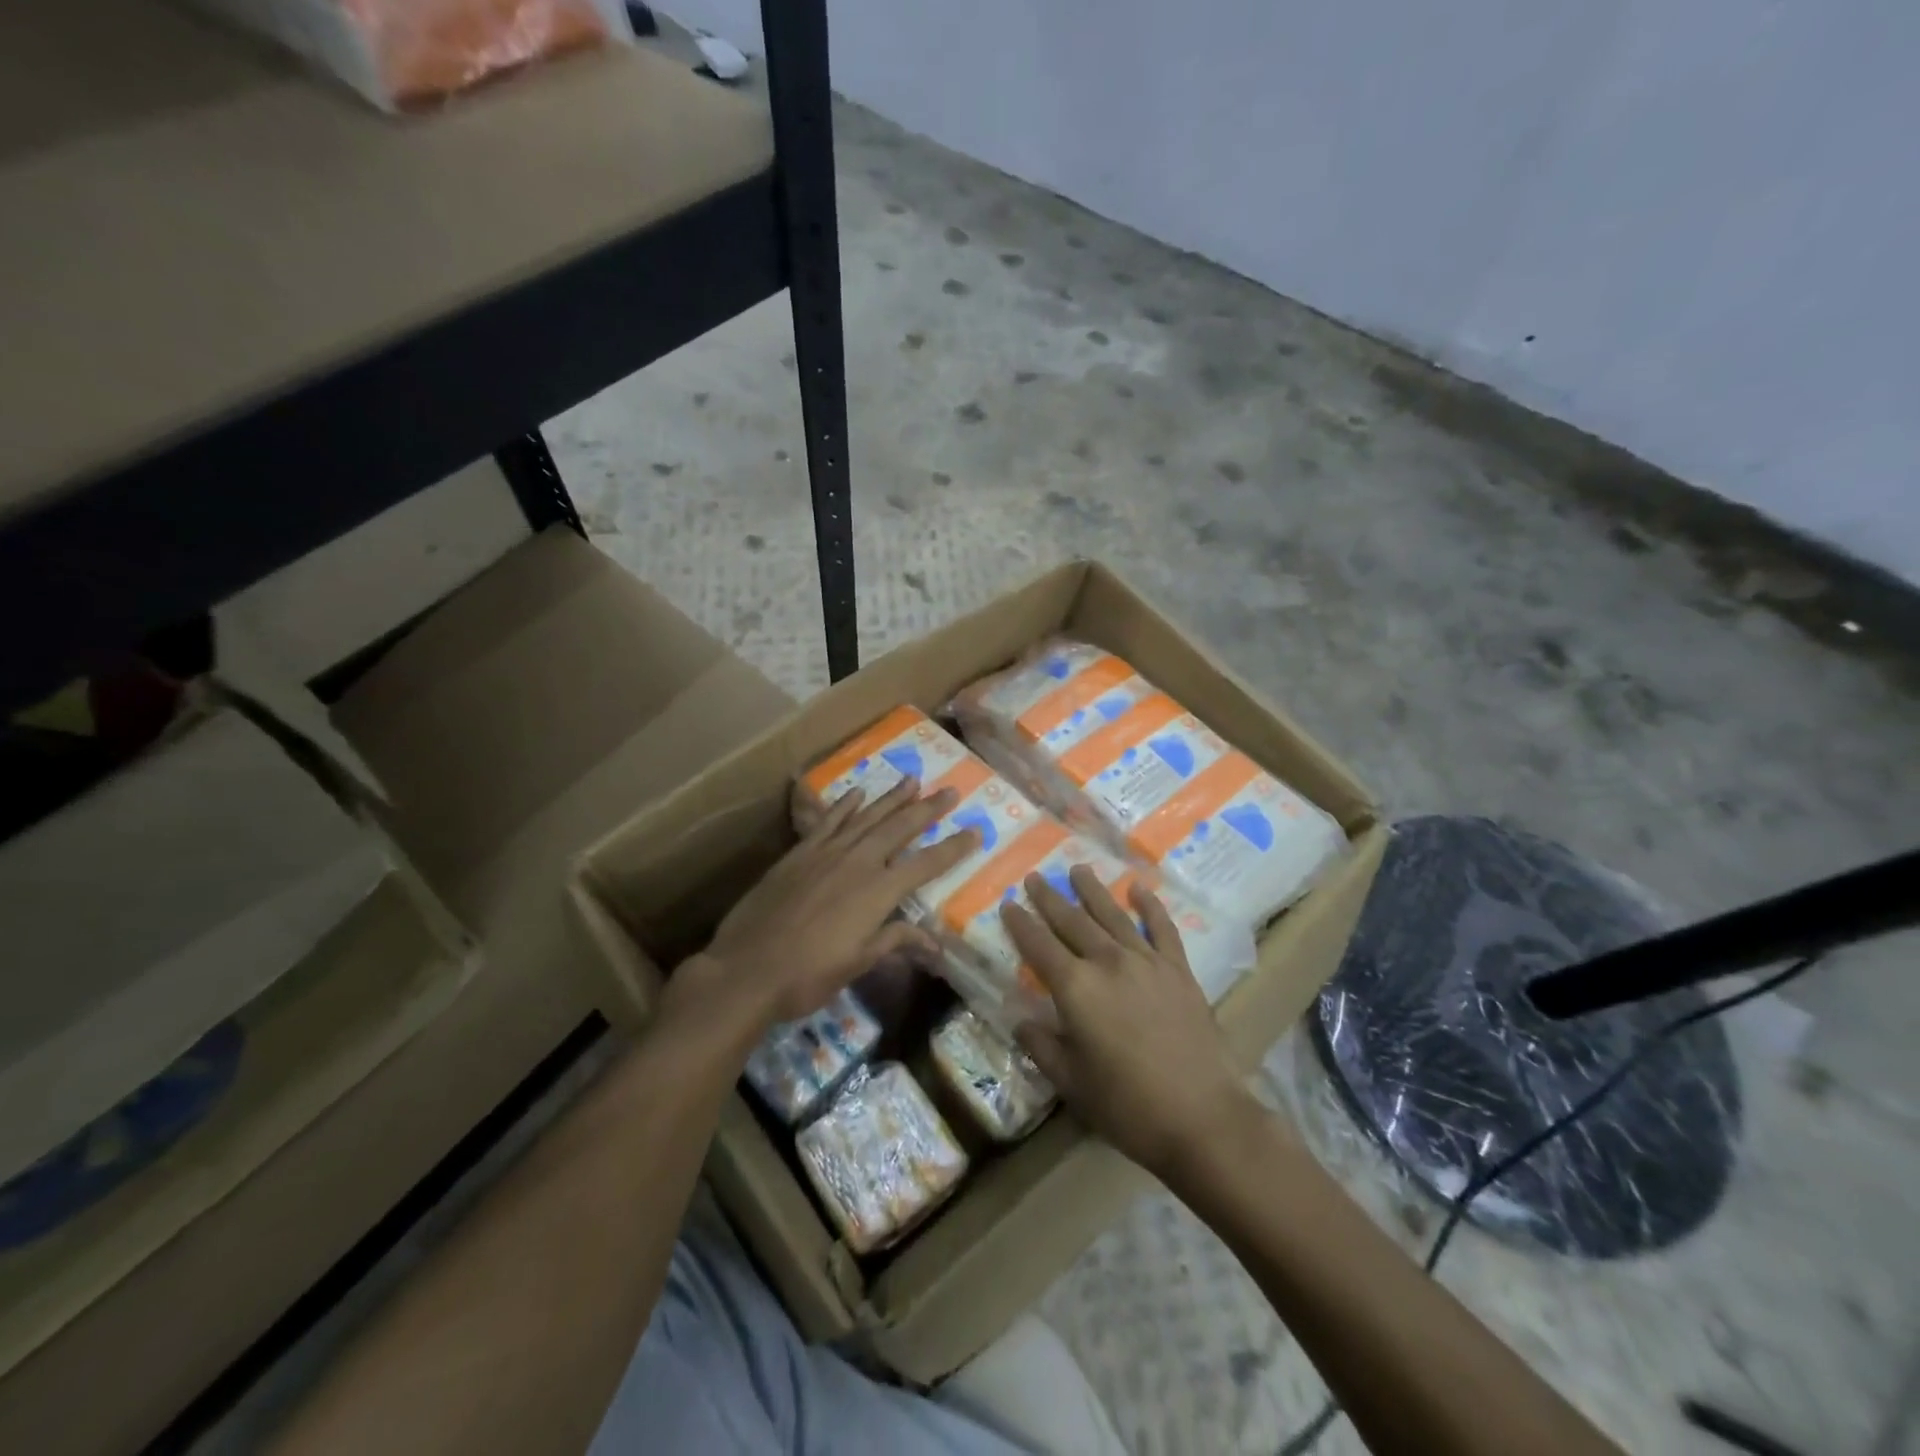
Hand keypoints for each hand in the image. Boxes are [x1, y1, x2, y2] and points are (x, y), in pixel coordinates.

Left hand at [677, 776, 979, 1032]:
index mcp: (878, 892)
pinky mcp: (799, 853)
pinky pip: (827, 821)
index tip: (976, 831)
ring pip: (867, 817)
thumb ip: (895, 941)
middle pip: (900, 829)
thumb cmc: (808, 976)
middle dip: (927, 809)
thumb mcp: (858, 964)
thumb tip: (935, 943)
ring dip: (891, 798)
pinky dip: (845, 806)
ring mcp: (826, 853)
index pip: (926, 864)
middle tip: (949, 790)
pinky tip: (857, 793)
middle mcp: (858, 863)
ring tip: (912, 780)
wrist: (746, 970)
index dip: (954, 848)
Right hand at [1003, 865, 1255, 1179]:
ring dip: (1093, 890)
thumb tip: (1021, 1023)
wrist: (1202, 1117)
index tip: (1008, 903)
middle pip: (1072, 921)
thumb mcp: (1071, 1083)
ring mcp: (1147, 962)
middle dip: (1050, 898)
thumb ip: (1042, 1047)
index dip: (1021, 924)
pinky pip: (1162, 928)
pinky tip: (1140, 888)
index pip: (1039, 945)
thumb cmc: (1127, 1106)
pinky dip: (1150, 906)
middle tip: (1035, 877)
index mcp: (1076, 988)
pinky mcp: (1179, 970)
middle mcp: (1108, 962)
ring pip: (1113, 915)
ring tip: (1078, 868)